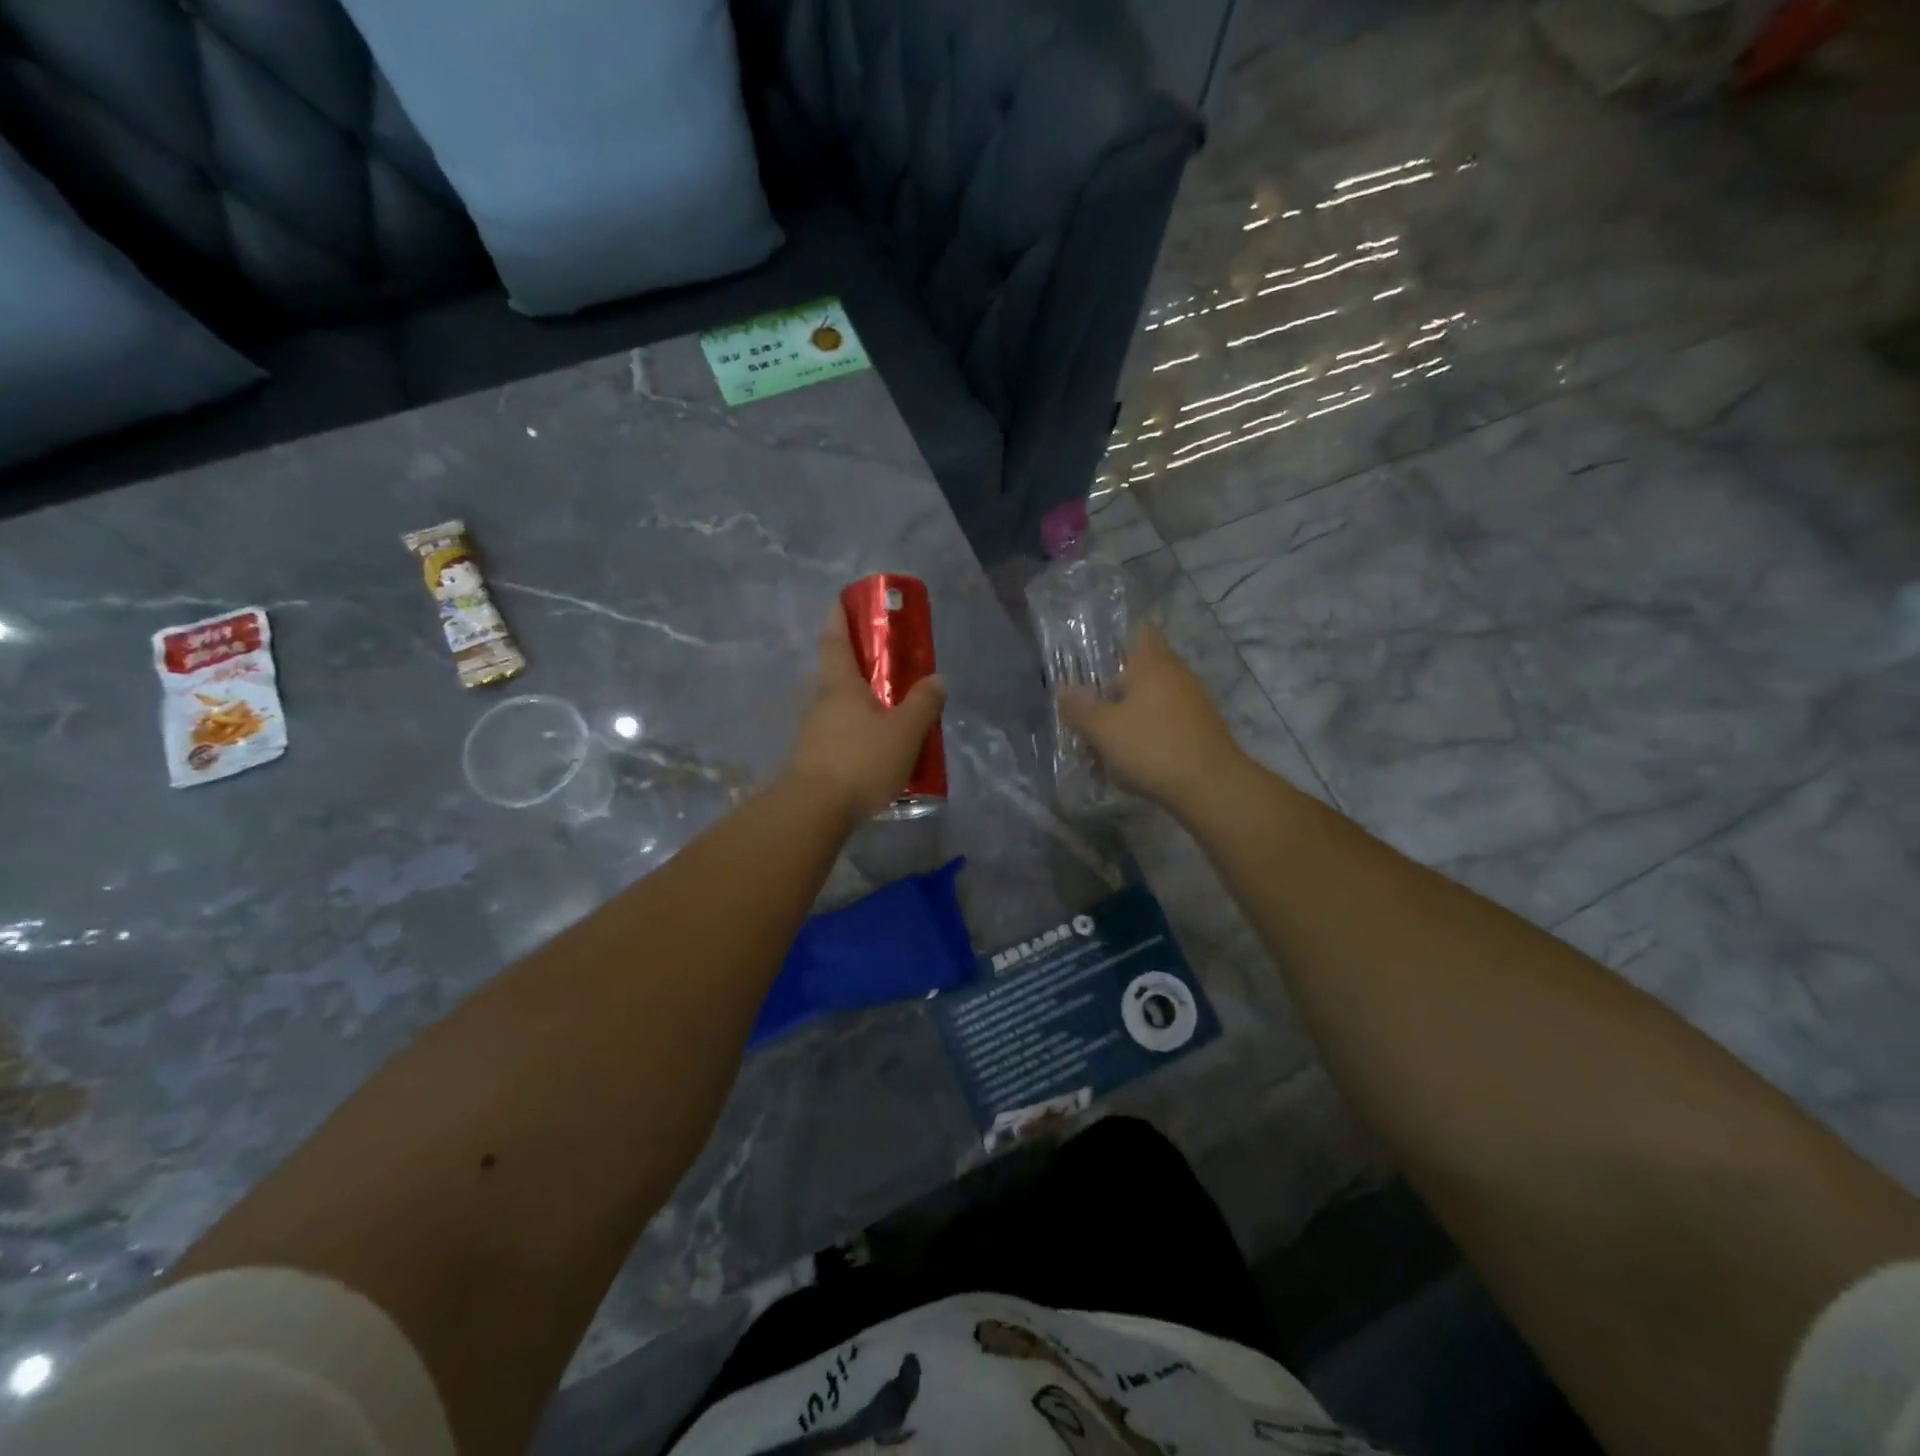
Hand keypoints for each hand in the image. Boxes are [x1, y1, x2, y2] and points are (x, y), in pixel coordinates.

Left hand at [785, 609, 946, 825]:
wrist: (815, 811)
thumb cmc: (861, 761)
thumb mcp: (905, 731)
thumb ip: (924, 703)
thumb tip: (937, 679)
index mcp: (841, 686)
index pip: (836, 641)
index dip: (839, 618)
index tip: (841, 600)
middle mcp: (821, 704)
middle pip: (836, 676)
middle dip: (856, 667)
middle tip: (884, 667)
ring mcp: (813, 734)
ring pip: (838, 709)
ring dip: (858, 706)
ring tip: (888, 716)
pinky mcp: (812, 762)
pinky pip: (839, 737)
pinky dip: (856, 735)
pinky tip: (875, 752)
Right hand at [1057, 625, 1245, 811]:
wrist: (1211, 787)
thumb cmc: (1151, 747)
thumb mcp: (1103, 730)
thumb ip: (1079, 708)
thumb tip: (1063, 690)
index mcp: (1153, 664)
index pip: (1140, 632)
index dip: (1119, 640)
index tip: (1096, 661)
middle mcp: (1177, 676)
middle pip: (1141, 673)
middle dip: (1114, 692)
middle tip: (1088, 713)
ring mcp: (1194, 704)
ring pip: (1151, 703)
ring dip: (1127, 720)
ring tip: (1102, 748)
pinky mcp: (1201, 731)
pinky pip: (1165, 725)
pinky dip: (1146, 738)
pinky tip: (1128, 764)